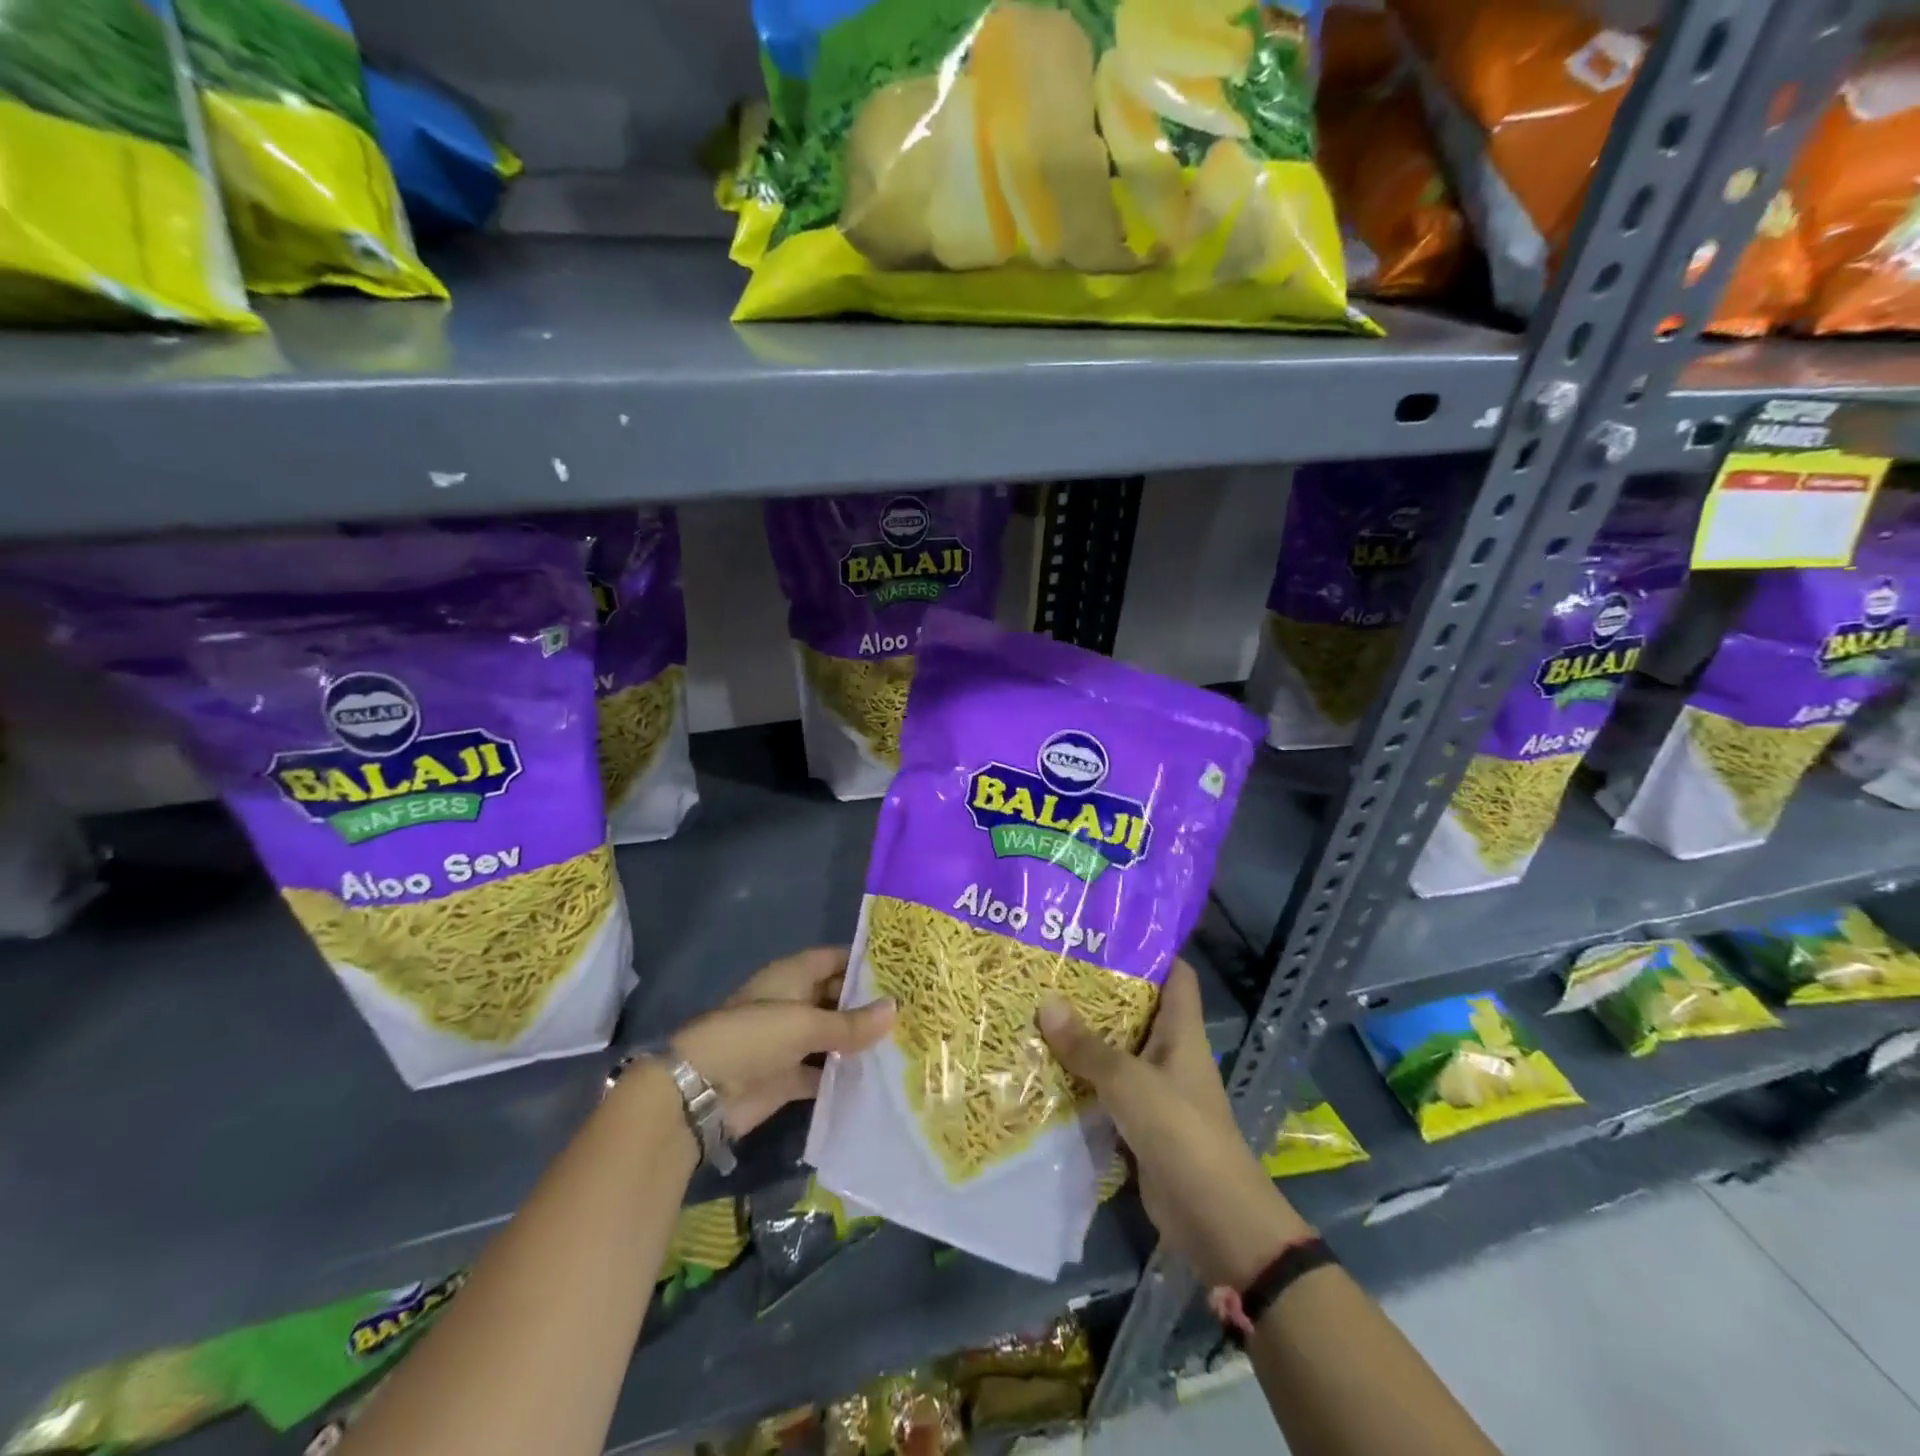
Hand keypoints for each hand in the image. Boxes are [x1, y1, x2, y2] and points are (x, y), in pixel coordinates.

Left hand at [669, 947, 894, 1135]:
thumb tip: (897, 1008)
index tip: (902, 967)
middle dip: (868, 1003)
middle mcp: (793, 1003)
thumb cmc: (753, 1037)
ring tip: (906, 1042)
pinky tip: (878, 1078)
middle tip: (913, 1008)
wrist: (700, 1092)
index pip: (834, 958)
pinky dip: (844, 1075)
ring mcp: (789, 1042)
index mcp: (792, 975)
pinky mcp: (787, 1077)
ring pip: (832, 1035)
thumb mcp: (805, 1024)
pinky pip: (823, 1072)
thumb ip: (851, 1022)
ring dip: (859, 1040)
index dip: (864, 961)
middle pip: (836, 997)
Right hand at [1039, 960, 1309, 1289]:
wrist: (1214, 1220)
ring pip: (1118, 1051)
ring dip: (1085, 1037)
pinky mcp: (1140, 1123)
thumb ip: (1087, 1047)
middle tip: (1055, 968)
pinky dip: (1082, 1079)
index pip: (1176, 976)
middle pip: (1138, 1010)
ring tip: (1040, 1008)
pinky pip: (1107, 1090)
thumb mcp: (1130, 1083)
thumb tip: (1046, 1002)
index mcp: (1182, 1033)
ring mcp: (1156, 1090)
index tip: (1107, 933)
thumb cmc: (1181, 1133)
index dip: (1150, 951)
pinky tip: (1045, 1066)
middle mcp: (1170, 1054)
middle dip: (1100, 992)